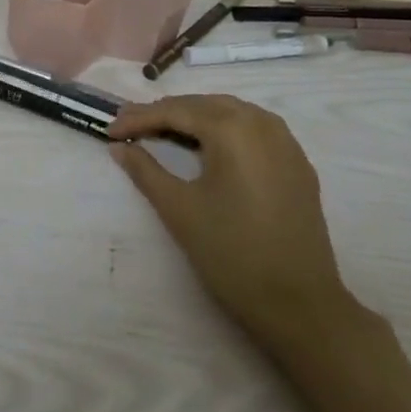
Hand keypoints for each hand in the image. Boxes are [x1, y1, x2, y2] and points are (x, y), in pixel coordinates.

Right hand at [106, 95, 359, 356]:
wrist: (300, 305)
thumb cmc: (233, 254)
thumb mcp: (180, 210)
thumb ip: (146, 171)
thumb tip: (119, 147)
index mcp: (232, 128)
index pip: (175, 111)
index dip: (139, 119)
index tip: (109, 130)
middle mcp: (261, 122)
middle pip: (203, 105)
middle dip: (165, 114)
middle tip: (130, 127)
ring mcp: (285, 141)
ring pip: (230, 113)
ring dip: (195, 118)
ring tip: (163, 133)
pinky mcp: (297, 163)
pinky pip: (254, 130)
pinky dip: (224, 130)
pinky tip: (209, 148)